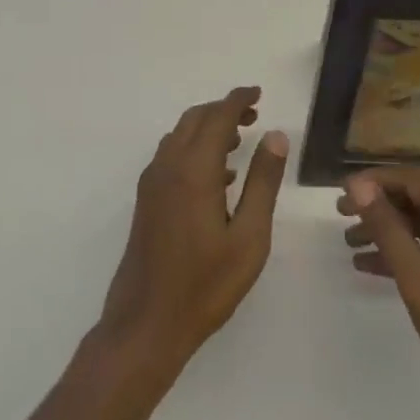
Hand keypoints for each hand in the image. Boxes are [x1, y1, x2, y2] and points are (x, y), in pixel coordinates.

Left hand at [98, 86, 288, 375]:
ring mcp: (152, 184)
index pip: (217, 117)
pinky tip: (218, 178)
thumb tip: (274, 135)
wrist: (145, 326)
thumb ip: (263, 182)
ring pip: (180, 137)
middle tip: (253, 114)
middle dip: (223, 110)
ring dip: (207, 129)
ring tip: (239, 141)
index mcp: (194, 170)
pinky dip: (194, 150)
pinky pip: (171, 157)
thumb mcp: (249, 237)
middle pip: (195, 120)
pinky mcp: (146, 202)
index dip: (238, 100)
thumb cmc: (205, 285)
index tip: (258, 93)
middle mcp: (168, 167)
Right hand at [342, 167, 419, 419]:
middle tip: (340, 214)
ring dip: (389, 229)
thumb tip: (359, 186)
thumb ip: (389, 229)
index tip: (341, 192)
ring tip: (350, 241)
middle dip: (379, 204)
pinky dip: (407, 252)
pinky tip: (371, 266)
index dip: (375, 182)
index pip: (414, 180)